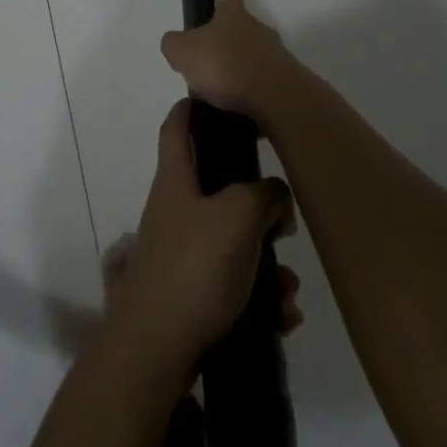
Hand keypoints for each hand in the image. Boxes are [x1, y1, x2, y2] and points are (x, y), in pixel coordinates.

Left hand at [103, 100, 296, 377]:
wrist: (157, 350)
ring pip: (233, 241)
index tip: (214, 97)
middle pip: (217, 188)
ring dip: (267, 262)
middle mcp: (175, 209)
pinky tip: (282, 316)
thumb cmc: (194, 268)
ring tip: (289, 290)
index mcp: (176, 180)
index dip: (191, 107)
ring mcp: (181, 251)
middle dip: (257, 204)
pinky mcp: (191, 292)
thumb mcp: (238, 217)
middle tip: (284, 219)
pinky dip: (260, 295)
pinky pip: (234, 282)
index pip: (177, 127)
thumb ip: (264, 194)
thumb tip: (275, 196)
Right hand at [159, 0, 308, 124]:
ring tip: (213, 95)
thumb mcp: (184, 52)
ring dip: (233, 71)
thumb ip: (174, 45)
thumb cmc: (227, 66)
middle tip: (202, 58)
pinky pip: (259, 85)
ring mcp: (275, 57)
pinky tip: (231, 112)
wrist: (278, 102)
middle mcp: (257, 30)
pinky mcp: (285, 85)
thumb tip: (177, 45)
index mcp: (232, 15)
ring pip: (248, 58)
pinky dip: (245, 95)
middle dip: (221, 39)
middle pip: (237, 26)